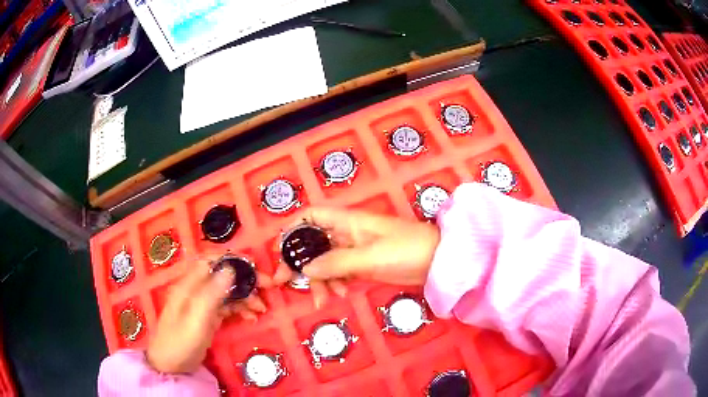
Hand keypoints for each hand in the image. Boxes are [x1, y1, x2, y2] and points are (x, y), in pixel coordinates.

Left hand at [146, 258, 271, 373]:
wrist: (170, 366)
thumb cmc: (180, 343)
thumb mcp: (196, 320)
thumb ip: (211, 294)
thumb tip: (230, 268)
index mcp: (189, 286)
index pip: (211, 262)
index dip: (232, 260)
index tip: (254, 267)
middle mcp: (195, 290)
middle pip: (221, 276)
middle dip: (244, 279)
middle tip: (267, 287)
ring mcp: (201, 304)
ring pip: (226, 292)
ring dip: (245, 296)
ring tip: (261, 308)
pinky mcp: (206, 317)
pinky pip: (226, 307)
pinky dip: (239, 309)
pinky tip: (251, 317)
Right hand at [273, 208, 439, 306]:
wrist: (437, 261)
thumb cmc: (405, 250)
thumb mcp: (369, 256)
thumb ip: (336, 262)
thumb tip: (305, 268)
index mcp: (347, 221)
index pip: (312, 216)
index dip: (293, 228)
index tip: (280, 249)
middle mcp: (346, 233)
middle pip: (313, 243)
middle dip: (299, 261)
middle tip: (285, 282)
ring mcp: (354, 250)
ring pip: (325, 261)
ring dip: (319, 279)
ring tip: (322, 299)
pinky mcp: (362, 265)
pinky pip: (339, 272)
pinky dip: (334, 283)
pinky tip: (338, 294)